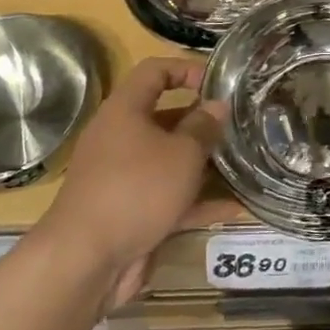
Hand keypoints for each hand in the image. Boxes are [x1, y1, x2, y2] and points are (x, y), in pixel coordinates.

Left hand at [41, 57, 226, 304]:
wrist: (86, 260)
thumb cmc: (137, 190)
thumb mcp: (181, 153)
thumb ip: (204, 127)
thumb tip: (217, 105)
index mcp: (125, 111)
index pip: (154, 72)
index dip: (186, 69)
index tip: (218, 81)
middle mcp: (121, 139)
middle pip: (165, 119)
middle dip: (202, 123)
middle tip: (239, 126)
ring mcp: (124, 177)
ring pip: (170, 161)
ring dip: (205, 164)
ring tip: (243, 164)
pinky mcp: (131, 212)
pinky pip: (169, 198)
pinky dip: (198, 201)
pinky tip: (235, 208)